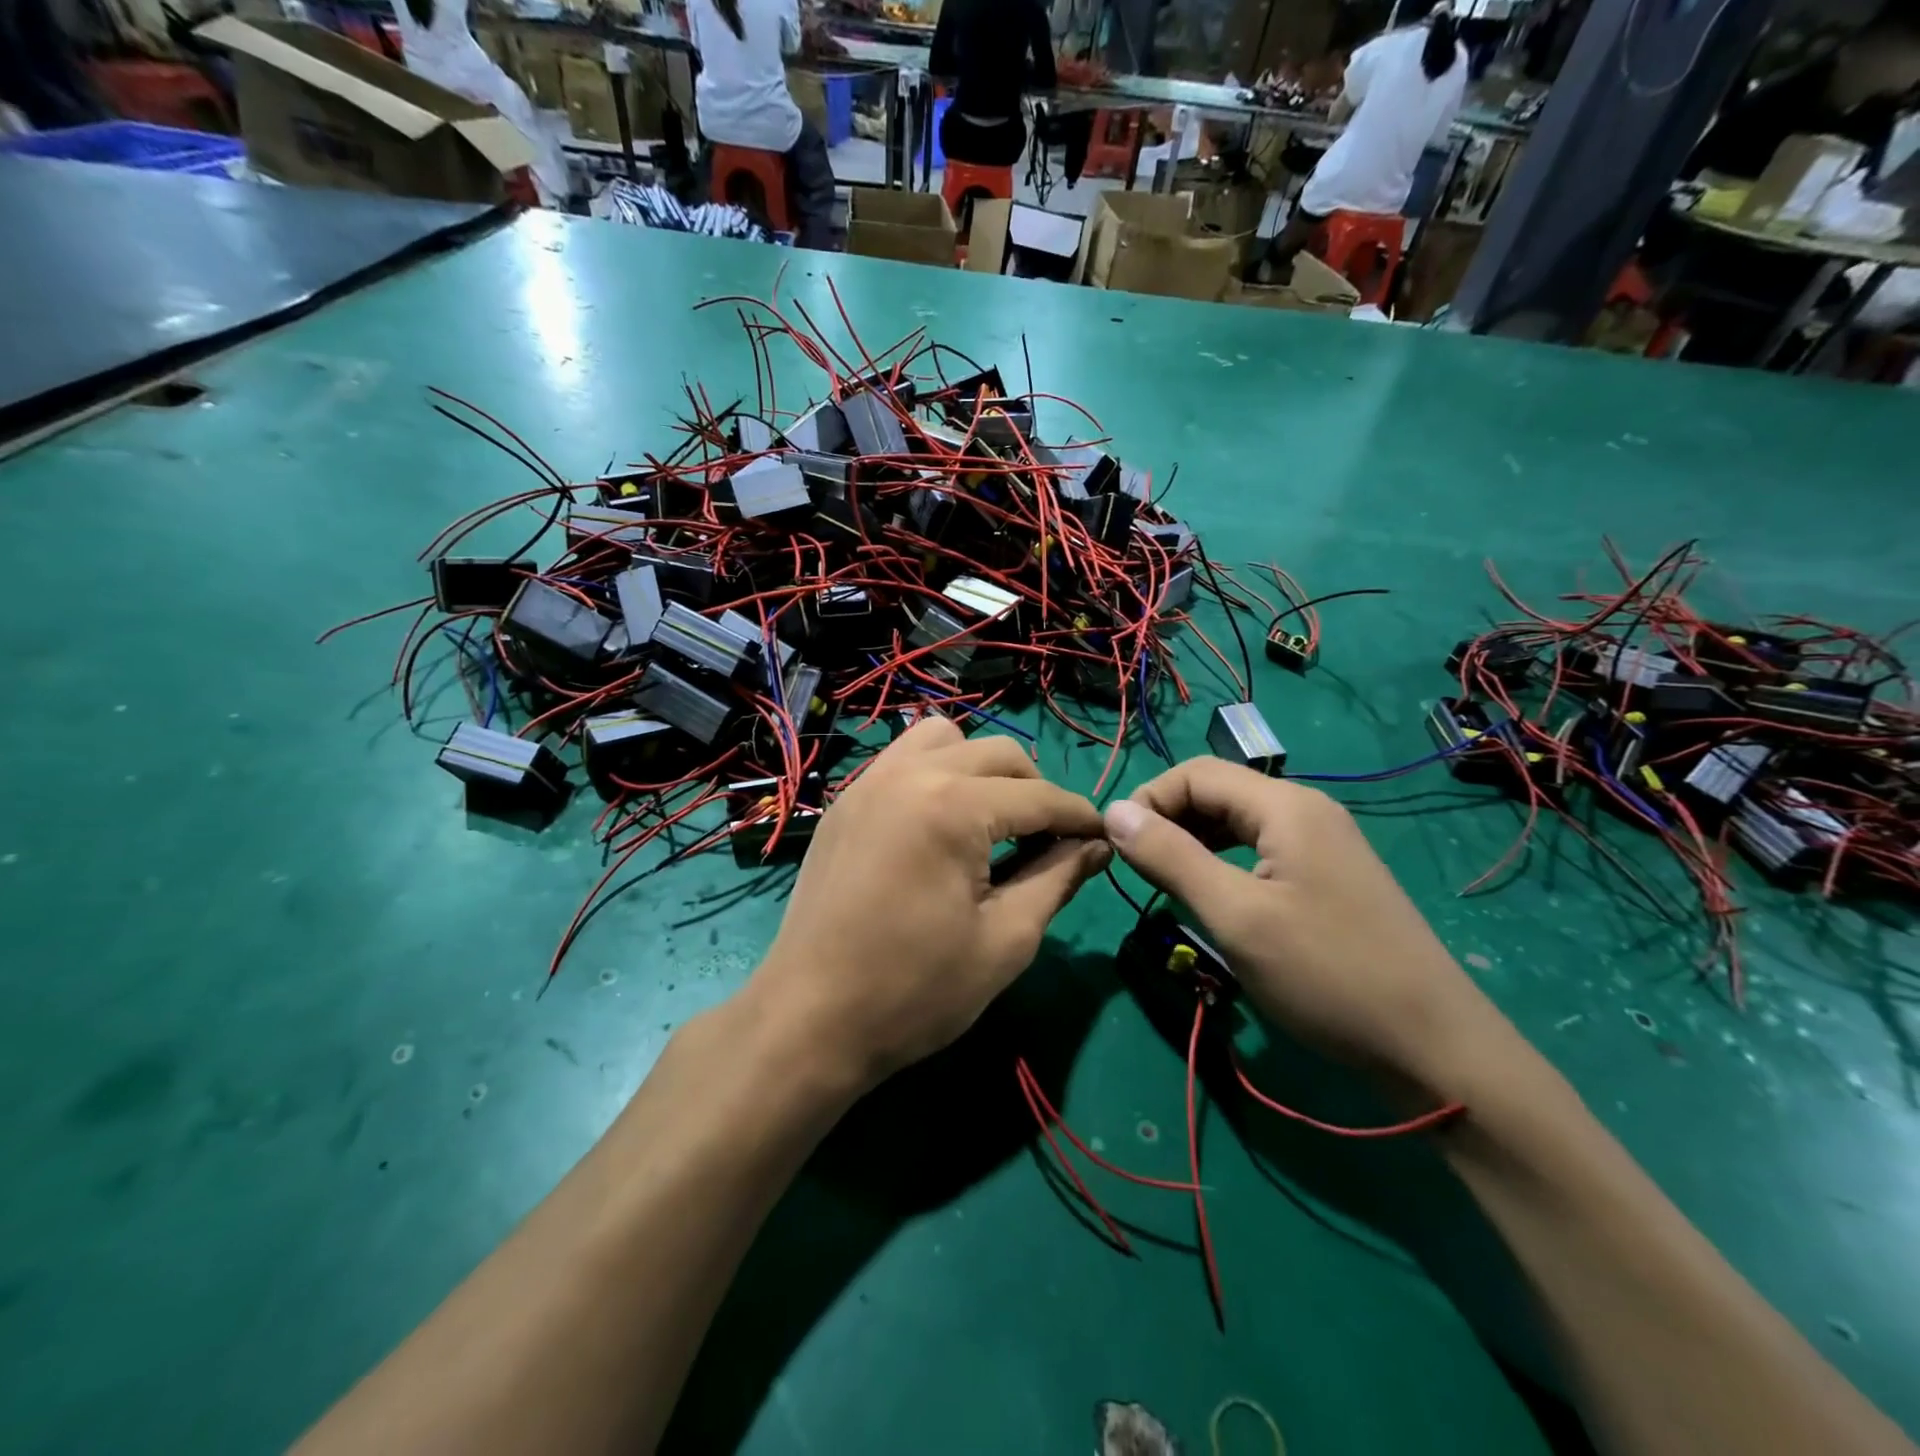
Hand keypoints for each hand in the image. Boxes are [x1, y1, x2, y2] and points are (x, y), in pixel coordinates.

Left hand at [751, 718, 1109, 1089]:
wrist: (810, 1019)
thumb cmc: (915, 991)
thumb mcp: (1005, 941)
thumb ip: (1058, 880)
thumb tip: (1097, 846)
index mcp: (952, 806)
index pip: (1039, 797)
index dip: (1080, 818)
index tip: (1106, 839)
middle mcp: (910, 773)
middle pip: (999, 755)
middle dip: (1037, 791)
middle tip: (1051, 841)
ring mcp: (870, 781)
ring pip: (947, 738)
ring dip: (984, 769)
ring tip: (992, 821)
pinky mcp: (846, 800)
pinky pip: (904, 757)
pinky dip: (937, 770)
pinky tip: (942, 821)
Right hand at [1102, 758, 1506, 1095]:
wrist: (1435, 1049)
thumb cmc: (1327, 975)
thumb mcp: (1236, 916)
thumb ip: (1170, 858)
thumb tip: (1114, 812)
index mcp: (1285, 806)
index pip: (1195, 773)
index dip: (1148, 801)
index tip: (1117, 849)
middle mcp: (1306, 810)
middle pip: (1217, 792)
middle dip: (1168, 821)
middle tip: (1137, 871)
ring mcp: (1323, 843)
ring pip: (1237, 823)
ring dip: (1192, 843)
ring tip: (1165, 884)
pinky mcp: (1330, 876)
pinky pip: (1261, 850)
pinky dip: (1223, 862)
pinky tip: (1212, 895)